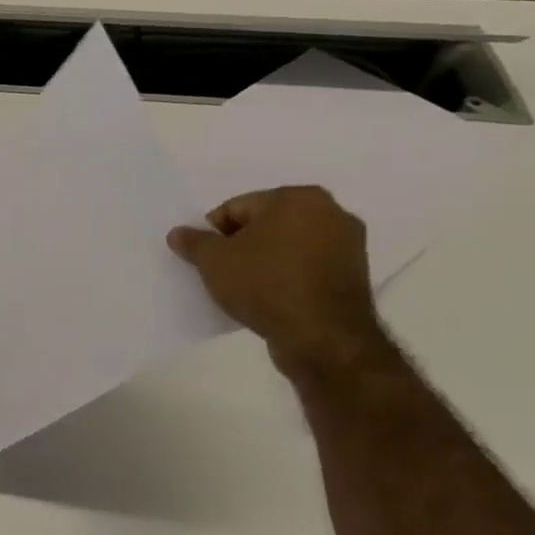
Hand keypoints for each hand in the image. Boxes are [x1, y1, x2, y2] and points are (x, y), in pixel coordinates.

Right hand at [168, 187, 386, 374]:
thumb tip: (178, 233)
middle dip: (242, 244)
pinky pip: (307, 267)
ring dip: (266, 260)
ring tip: (247, 288)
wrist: (321, 336)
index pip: (237, 208)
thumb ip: (193, 242)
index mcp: (297, 197)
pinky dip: (288, 275)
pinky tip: (272, 297)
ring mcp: (349, 244)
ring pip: (288, 245)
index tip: (206, 259)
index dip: (214, 233)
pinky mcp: (355, 274)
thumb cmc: (264, 284)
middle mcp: (331, 211)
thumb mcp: (213, 261)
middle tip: (224, 272)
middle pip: (266, 224)